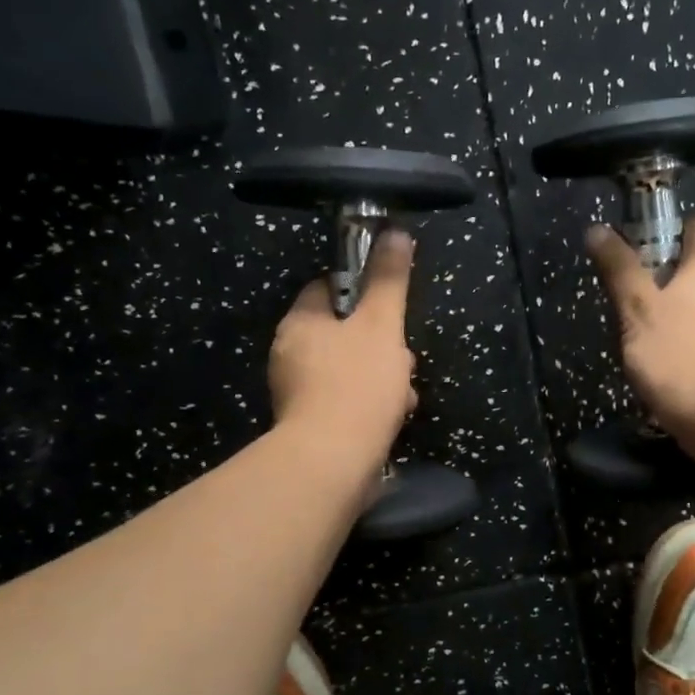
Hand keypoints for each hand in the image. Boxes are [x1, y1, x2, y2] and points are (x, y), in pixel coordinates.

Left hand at [269, 229, 417, 465]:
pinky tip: (392, 418)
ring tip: (404, 396)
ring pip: (350, 369)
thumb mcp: (382, 324)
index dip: (363, 293)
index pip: (328, 288)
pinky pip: (346, 401)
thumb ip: (389, 280)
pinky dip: (370, 405)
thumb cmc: (357, 384)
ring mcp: (298, 392)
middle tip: (404, 359)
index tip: (390, 308)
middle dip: (381, 345)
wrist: (333, 462)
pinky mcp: (311, 424)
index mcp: (300, 322)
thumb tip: (396, 232)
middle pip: (344, 333)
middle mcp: (290, 354)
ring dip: (382, 378)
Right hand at [586, 214, 694, 438]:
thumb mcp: (636, 308)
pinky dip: (692, 340)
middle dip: (670, 276)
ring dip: (680, 311)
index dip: (672, 230)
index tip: (642, 248)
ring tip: (645, 334)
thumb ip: (619, 269)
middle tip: (633, 296)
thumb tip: (598, 230)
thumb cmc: (676, 352)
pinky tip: (669, 362)